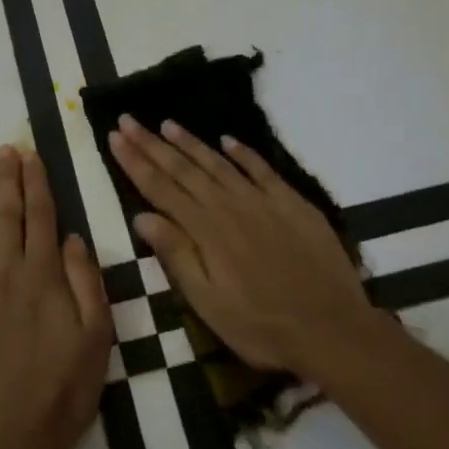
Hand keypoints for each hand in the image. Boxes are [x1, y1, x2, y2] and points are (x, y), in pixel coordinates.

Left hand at [0, 145, 113, 448]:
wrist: (5, 442)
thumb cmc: (61, 393)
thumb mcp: (97, 339)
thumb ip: (87, 283)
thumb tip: (73, 237)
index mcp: (43, 278)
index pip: (41, 217)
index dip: (36, 183)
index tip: (31, 155)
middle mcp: (5, 275)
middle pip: (6, 217)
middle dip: (7, 179)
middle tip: (5, 148)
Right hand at [107, 117, 382, 379]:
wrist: (333, 329)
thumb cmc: (262, 327)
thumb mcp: (208, 304)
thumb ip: (176, 256)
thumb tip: (141, 216)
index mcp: (206, 231)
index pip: (161, 188)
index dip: (135, 162)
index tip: (115, 137)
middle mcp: (230, 207)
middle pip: (184, 169)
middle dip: (152, 143)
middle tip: (129, 120)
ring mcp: (263, 201)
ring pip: (219, 163)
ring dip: (191, 143)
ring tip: (167, 124)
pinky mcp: (293, 204)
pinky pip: (262, 169)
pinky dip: (243, 152)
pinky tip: (228, 140)